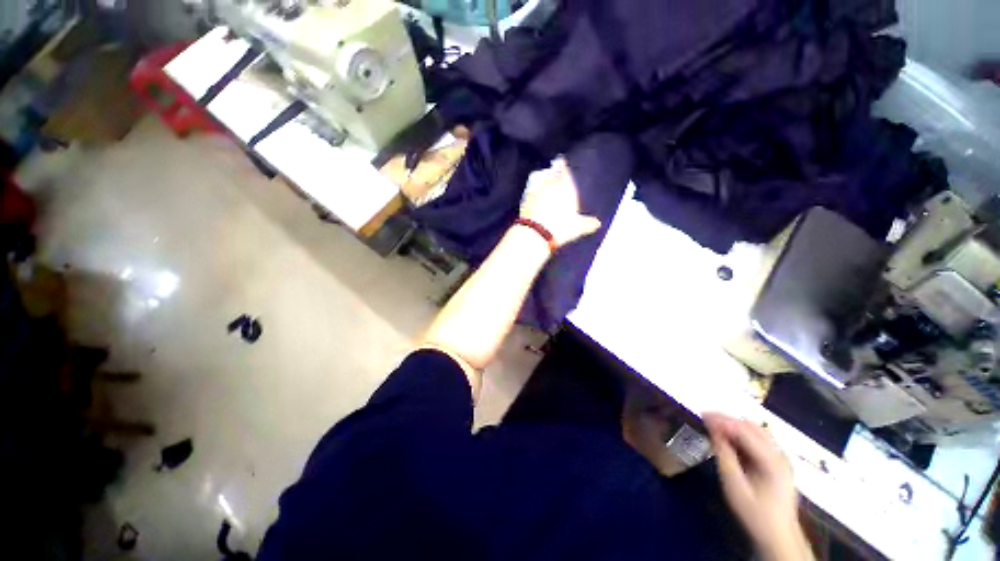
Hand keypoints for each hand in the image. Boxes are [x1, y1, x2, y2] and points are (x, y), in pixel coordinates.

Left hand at [519, 158, 601, 248]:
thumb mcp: (577, 228)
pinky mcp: (524, 201)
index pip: (563, 171)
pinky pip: (529, 191)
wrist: (536, 233)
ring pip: (538, 179)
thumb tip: (597, 223)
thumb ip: (587, 223)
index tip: (561, 162)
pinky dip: (532, 191)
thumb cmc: (560, 227)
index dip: (562, 167)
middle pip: (550, 173)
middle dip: (552, 172)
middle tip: (554, 170)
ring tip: (543, 181)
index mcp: (565, 187)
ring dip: (541, 179)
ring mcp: (535, 192)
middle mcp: (549, 185)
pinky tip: (533, 196)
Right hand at [704, 413, 812, 560]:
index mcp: (771, 461)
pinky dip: (741, 434)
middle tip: (705, 418)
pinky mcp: (778, 463)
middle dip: (727, 419)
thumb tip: (712, 428)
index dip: (722, 420)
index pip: (744, 431)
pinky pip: (758, 440)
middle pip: (752, 427)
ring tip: (714, 425)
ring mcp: (781, 458)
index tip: (702, 415)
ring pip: (756, 431)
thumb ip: (724, 455)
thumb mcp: (734, 486)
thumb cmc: (755, 514)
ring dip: (734, 425)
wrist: (779, 537)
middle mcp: (779, 455)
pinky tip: (729, 438)